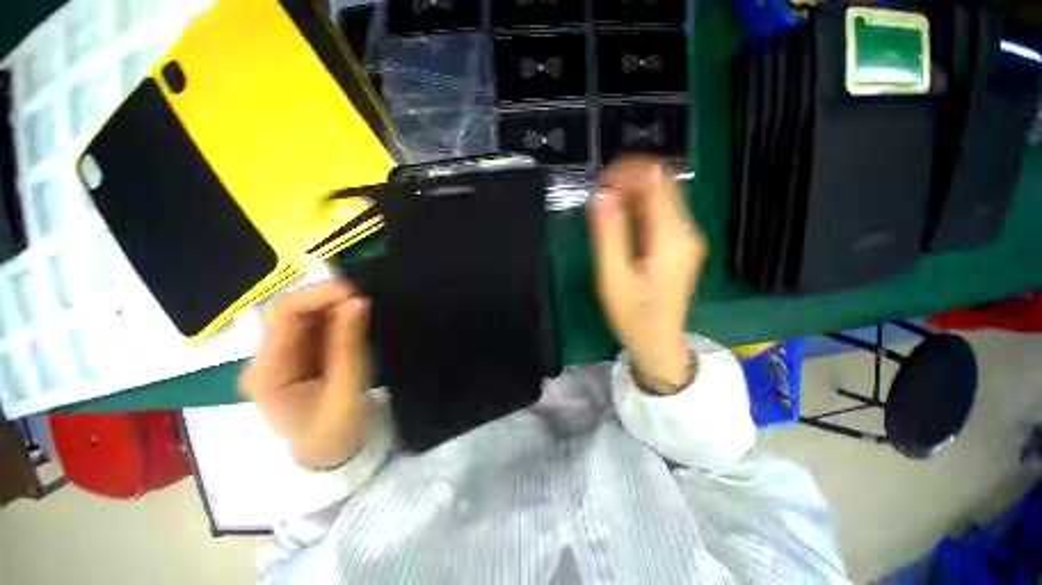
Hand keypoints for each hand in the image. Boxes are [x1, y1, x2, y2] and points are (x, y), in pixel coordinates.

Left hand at [240, 280, 372, 469]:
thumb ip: (350, 344)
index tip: (353, 290)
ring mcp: (279, 357)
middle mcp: (265, 359)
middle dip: (327, 300)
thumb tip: (359, 301)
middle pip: (290, 313)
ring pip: (303, 317)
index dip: (317, 295)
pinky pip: (314, 328)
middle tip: (363, 298)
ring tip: (362, 310)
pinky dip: (335, 319)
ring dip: (333, 308)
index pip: (283, 316)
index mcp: (267, 372)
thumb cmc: (334, 431)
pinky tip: (353, 320)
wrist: (327, 456)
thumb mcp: (347, 389)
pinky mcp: (296, 357)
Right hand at [589, 156, 707, 393]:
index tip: (599, 181)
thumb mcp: (613, 276)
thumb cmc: (633, 315)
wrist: (658, 342)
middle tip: (598, 191)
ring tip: (605, 203)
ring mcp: (686, 238)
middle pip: (662, 185)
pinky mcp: (680, 246)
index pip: (656, 182)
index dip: (628, 172)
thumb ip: (609, 234)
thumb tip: (601, 195)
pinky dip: (639, 208)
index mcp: (672, 236)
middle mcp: (686, 231)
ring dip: (632, 193)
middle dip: (629, 180)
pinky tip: (620, 218)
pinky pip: (661, 215)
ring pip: (662, 198)